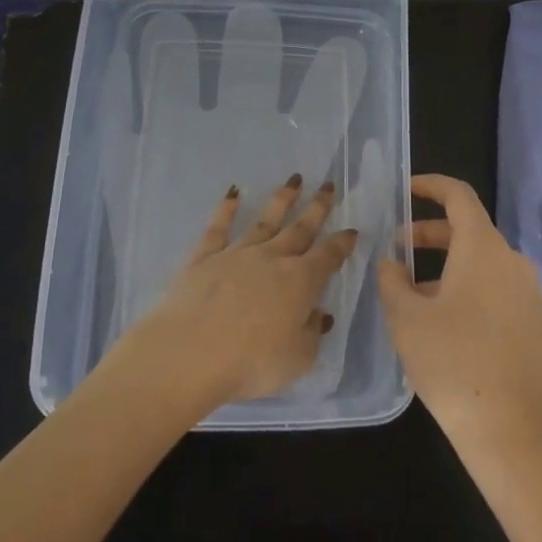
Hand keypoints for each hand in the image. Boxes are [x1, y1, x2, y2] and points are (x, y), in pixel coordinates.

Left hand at [123, 176, 356, 415]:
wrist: (189, 354)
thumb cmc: (250, 362)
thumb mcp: (297, 359)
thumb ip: (312, 334)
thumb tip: (319, 314)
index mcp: (301, 282)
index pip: (328, 256)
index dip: (342, 243)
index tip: (352, 230)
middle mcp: (272, 259)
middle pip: (300, 229)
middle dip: (317, 208)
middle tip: (328, 186)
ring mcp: (237, 254)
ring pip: (265, 221)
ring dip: (281, 200)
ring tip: (294, 180)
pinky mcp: (204, 258)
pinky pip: (219, 228)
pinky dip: (226, 209)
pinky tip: (233, 192)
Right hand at [375, 175, 541, 465]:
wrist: (516, 434)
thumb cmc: (454, 365)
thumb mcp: (407, 320)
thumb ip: (392, 281)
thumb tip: (391, 262)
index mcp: (484, 248)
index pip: (459, 196)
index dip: (431, 185)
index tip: (405, 189)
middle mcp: (511, 260)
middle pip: (469, 229)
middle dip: (429, 231)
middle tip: (396, 246)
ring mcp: (527, 292)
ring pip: (480, 260)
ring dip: (444, 264)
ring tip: (410, 291)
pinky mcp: (532, 320)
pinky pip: (494, 286)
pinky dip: (464, 285)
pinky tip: (440, 320)